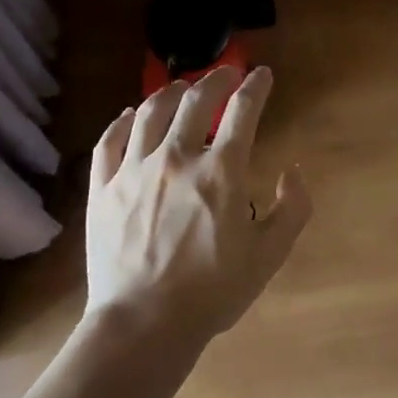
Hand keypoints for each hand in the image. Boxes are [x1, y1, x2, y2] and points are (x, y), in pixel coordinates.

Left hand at [85, 65, 311, 348]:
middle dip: (216, 79)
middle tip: (226, 73)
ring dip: (170, 91)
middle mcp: (176, 159)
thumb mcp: (269, 256)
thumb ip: (293, 209)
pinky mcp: (103, 188)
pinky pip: (110, 141)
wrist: (143, 324)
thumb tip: (295, 171)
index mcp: (220, 172)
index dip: (256, 87)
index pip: (243, 112)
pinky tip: (130, 115)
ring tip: (181, 87)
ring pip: (150, 112)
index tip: (262, 75)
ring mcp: (133, 170)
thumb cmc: (212, 292)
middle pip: (196, 100)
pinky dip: (123, 121)